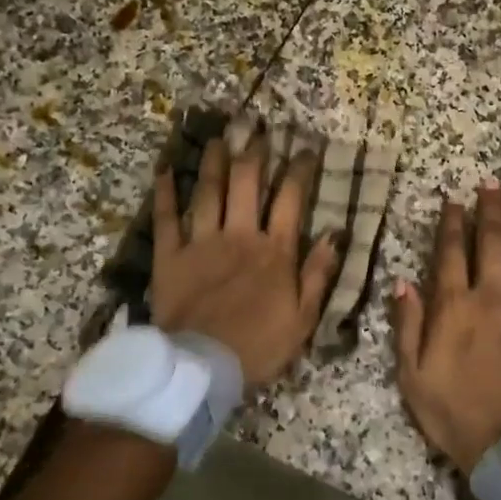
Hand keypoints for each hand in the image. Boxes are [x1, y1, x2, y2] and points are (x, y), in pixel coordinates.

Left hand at [150, 134, 340, 387]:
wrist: (204, 368)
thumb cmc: (260, 346)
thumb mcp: (304, 318)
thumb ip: (319, 274)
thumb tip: (335, 234)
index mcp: (275, 252)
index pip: (291, 200)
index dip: (299, 170)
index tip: (306, 148)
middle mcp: (239, 236)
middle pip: (247, 184)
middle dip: (255, 153)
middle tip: (258, 131)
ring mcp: (202, 243)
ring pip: (209, 192)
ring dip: (215, 161)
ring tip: (220, 137)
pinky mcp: (170, 257)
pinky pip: (166, 218)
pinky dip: (165, 192)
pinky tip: (166, 169)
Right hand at [393, 183, 500, 474]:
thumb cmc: (453, 410)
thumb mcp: (412, 374)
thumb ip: (408, 325)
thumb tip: (404, 282)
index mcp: (454, 307)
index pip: (451, 252)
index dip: (452, 222)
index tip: (453, 198)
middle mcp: (492, 297)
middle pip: (492, 242)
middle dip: (490, 209)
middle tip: (491, 183)